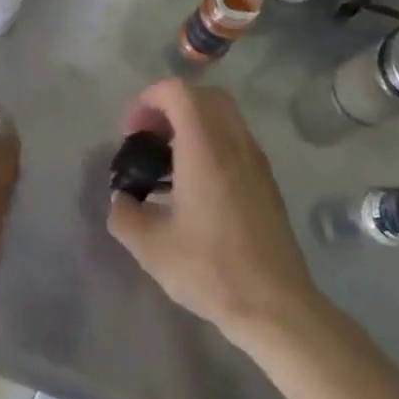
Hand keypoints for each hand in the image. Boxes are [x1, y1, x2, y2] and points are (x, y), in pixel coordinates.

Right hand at [106, 80, 319, 344]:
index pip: (177, 92)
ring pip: (223, 116)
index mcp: (204, 147)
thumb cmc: (210, 269)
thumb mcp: (149, 246)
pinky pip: (235, 139)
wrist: (275, 306)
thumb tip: (122, 199)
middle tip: (149, 138)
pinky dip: (210, 142)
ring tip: (168, 163)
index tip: (131, 133)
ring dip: (192, 124)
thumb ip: (124, 212)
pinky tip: (194, 185)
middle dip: (170, 106)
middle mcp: (234, 142)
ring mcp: (256, 160)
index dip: (147, 101)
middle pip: (203, 96)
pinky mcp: (266, 181)